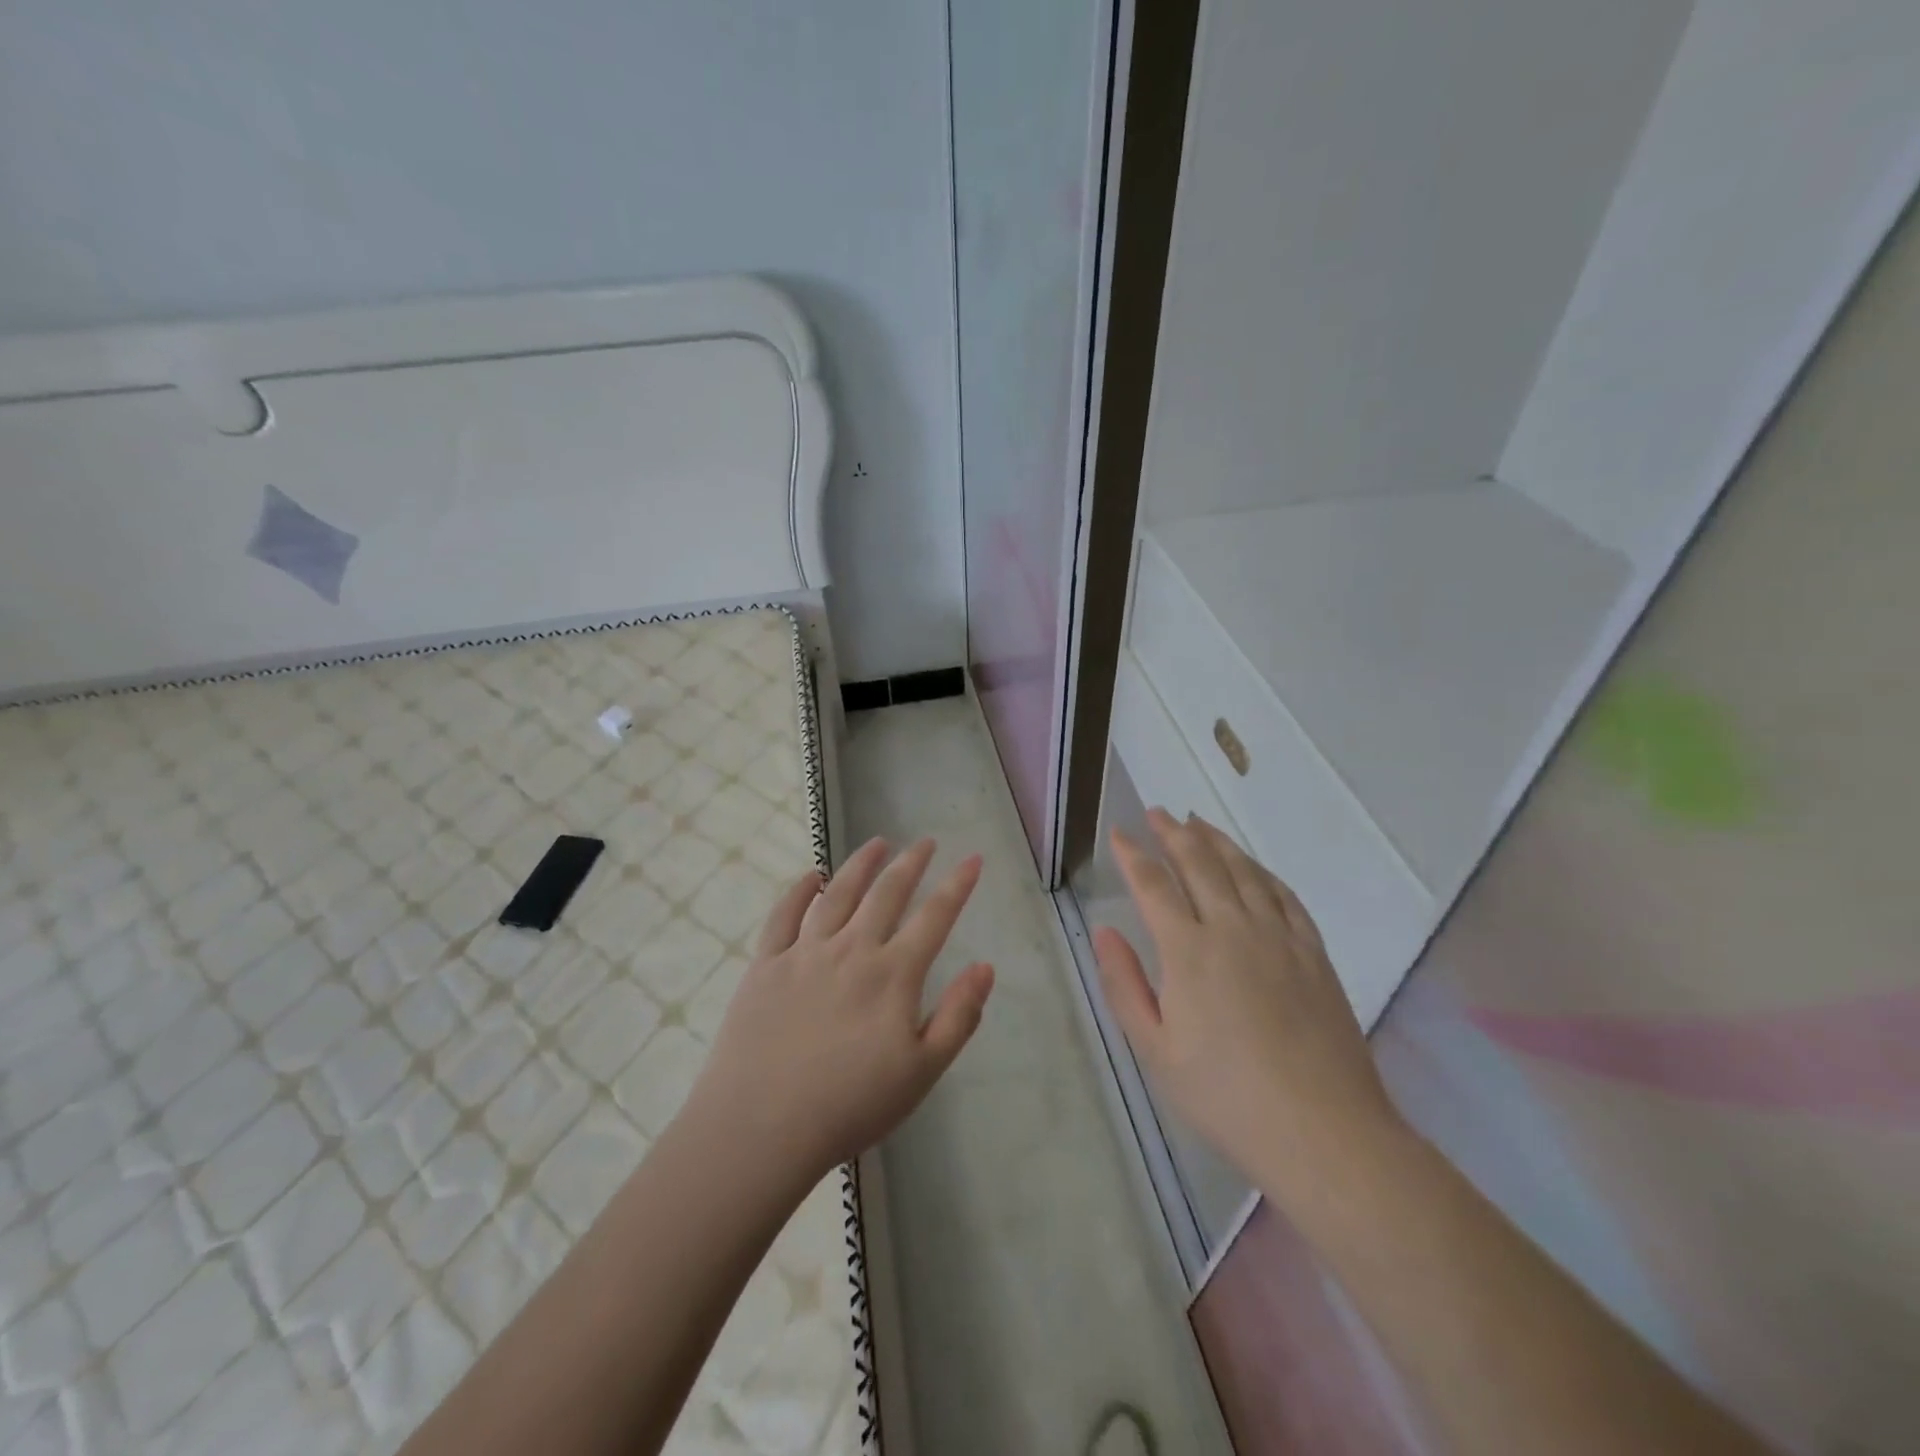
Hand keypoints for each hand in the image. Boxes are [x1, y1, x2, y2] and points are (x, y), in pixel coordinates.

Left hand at [687, 838, 994, 1183]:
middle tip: (925, 841)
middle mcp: (852, 950)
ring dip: (861, 864)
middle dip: (910, 863)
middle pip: (887, 894)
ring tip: (877, 843)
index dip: (957, 885)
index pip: (935, 917)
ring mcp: (804, 953)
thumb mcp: (922, 1072)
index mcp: (893, 975)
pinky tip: (812, 875)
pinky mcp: (766, 965)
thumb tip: (985, 967)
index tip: (973, 858)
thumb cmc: (850, 1106)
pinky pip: (784, 915)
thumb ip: (959, 1016)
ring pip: (838, 894)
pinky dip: (800, 890)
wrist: (761, 1128)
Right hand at [1093, 810, 1401, 1200]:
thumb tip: (1106, 930)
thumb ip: (1124, 984)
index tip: (1119, 832)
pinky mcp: (1313, 953)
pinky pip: (1285, 896)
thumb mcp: (1155, 1049)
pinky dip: (1263, 872)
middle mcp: (1233, 928)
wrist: (1323, 1130)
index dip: (1132, 854)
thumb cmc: (1225, 1096)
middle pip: (1199, 863)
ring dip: (1217, 841)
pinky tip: (1254, 868)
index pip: (1152, 884)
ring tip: (1198, 823)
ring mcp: (1279, 937)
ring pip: (1244, 871)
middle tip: (1157, 813)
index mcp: (1188, 950)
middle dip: (1173, 833)